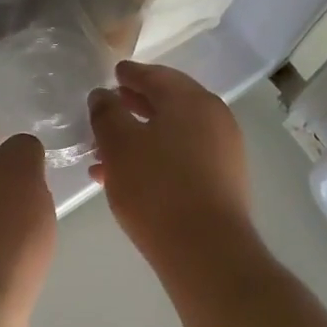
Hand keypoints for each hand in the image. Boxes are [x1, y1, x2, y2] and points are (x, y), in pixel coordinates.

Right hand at [87, 62, 252, 268]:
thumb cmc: (157, 189)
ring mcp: (223, 152)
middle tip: (107, 109)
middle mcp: (214, 119)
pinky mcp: (223, 182)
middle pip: (169, 103)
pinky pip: (183, 157)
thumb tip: (103, 95)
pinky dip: (156, 158)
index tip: (114, 73)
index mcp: (192, 101)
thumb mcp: (119, 145)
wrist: (207, 252)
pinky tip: (127, 179)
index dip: (131, 74)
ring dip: (140, 137)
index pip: (157, 76)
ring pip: (173, 134)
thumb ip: (107, 113)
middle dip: (134, 106)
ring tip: (105, 153)